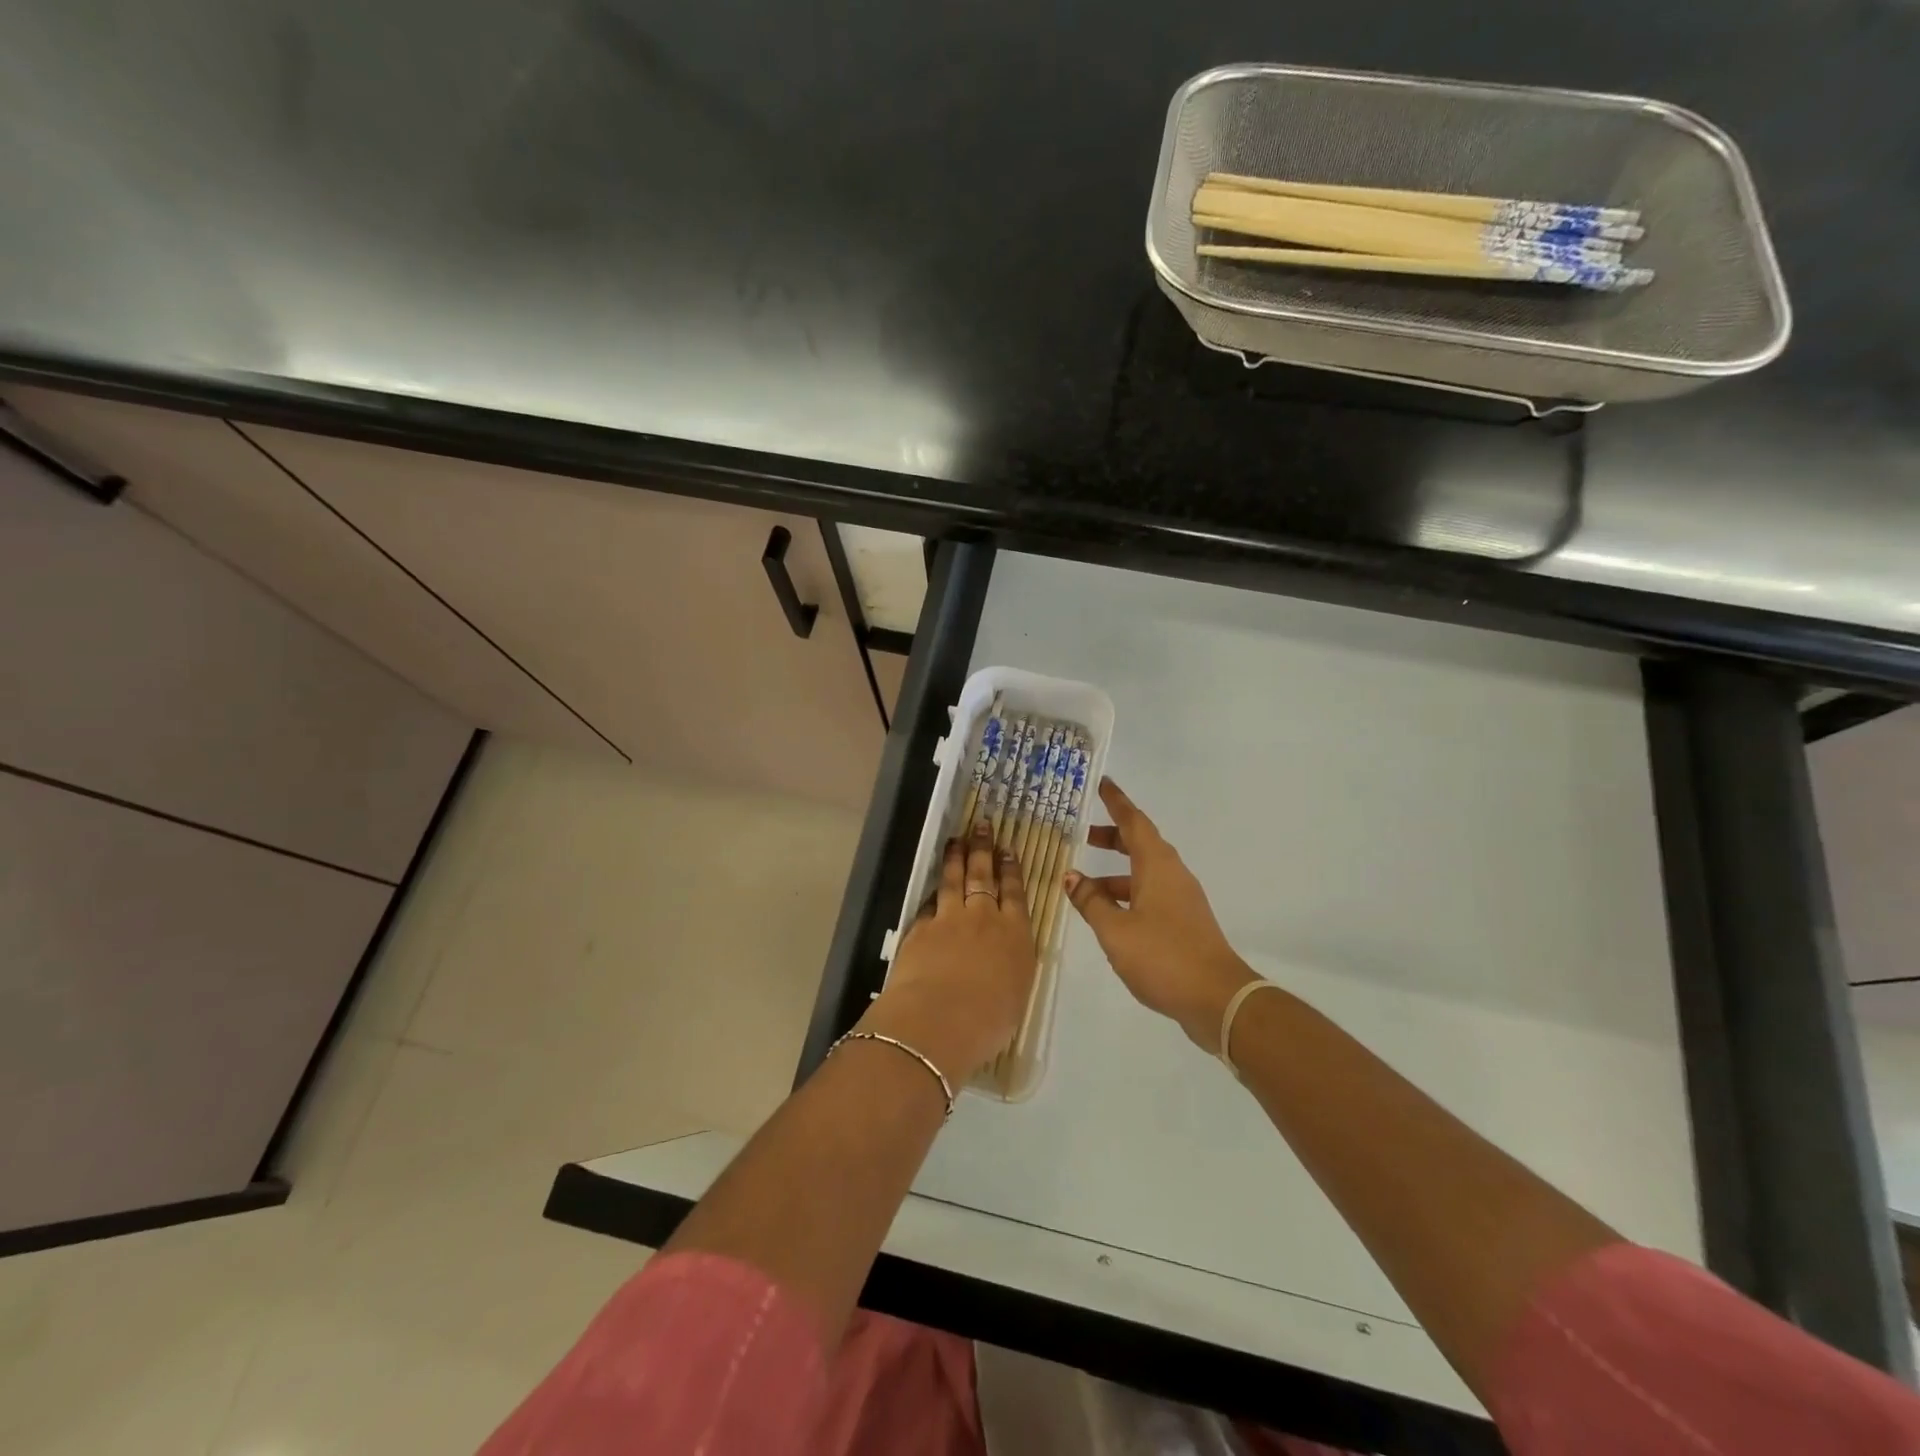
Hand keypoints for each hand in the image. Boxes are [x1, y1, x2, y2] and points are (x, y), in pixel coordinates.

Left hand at [859, 823, 1037, 1084]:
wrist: (939, 1020)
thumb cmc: (989, 1020)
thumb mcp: (1016, 996)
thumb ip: (1011, 968)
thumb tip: (1004, 959)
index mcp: (1016, 936)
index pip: (1015, 893)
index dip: (1011, 869)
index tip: (1007, 850)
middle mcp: (984, 919)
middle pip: (984, 876)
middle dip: (983, 849)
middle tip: (981, 826)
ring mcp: (950, 920)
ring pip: (954, 880)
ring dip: (955, 858)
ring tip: (956, 840)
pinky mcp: (921, 928)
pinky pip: (929, 903)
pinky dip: (933, 893)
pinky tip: (933, 888)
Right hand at [1065, 779, 1255, 1049]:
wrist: (1218, 999)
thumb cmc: (1163, 956)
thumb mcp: (1115, 930)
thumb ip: (1091, 901)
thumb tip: (1072, 876)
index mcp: (1157, 865)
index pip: (1134, 822)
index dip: (1117, 802)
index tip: (1103, 783)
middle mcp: (1172, 874)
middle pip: (1140, 844)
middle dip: (1112, 837)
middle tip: (1083, 835)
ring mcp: (1181, 899)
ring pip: (1144, 873)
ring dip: (1115, 872)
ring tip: (1083, 885)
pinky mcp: (1184, 922)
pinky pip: (1150, 894)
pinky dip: (1127, 894)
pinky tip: (1108, 915)